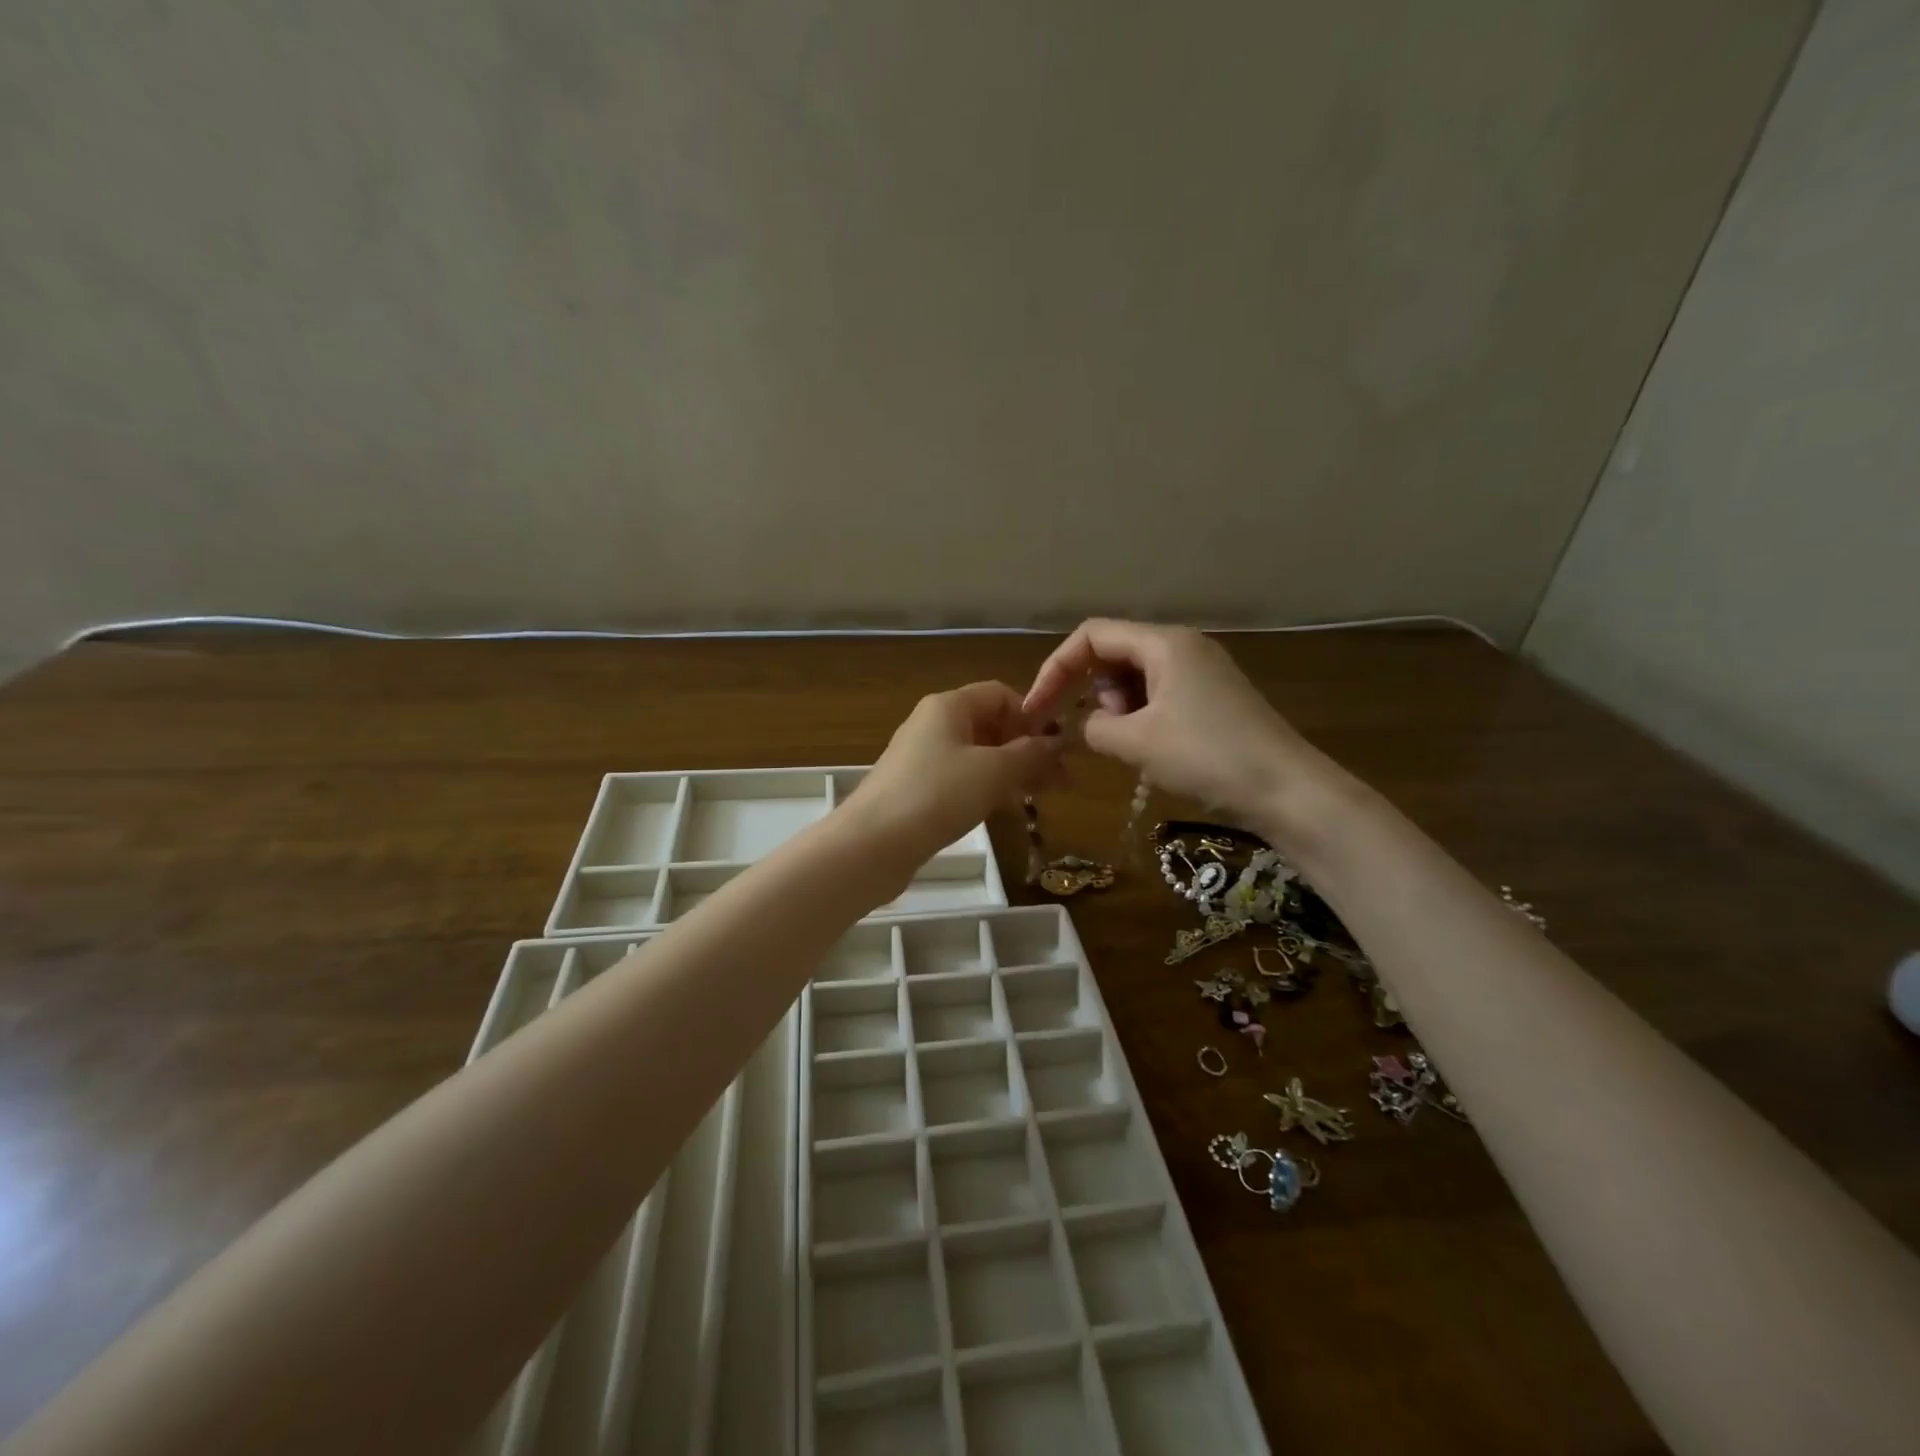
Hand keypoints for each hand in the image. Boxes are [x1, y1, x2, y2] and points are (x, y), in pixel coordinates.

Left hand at [845, 682, 1063, 865]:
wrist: (873, 843)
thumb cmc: (938, 795)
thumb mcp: (994, 771)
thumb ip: (1030, 754)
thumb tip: (1057, 742)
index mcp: (949, 706)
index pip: (1000, 694)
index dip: (1032, 716)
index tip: (1056, 748)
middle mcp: (934, 724)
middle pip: (990, 725)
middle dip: (1027, 749)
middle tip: (1060, 781)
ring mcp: (922, 758)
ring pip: (978, 755)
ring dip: (1011, 771)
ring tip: (1039, 797)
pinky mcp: (917, 789)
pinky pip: (961, 779)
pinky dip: (987, 789)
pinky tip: (1005, 810)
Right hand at [1023, 619, 1322, 830]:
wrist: (1287, 790)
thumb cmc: (1207, 756)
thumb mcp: (1137, 742)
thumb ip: (1094, 726)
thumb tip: (1085, 725)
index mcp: (1163, 643)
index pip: (1092, 635)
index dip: (1056, 667)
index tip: (1038, 708)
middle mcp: (1182, 647)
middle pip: (1113, 652)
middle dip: (1092, 689)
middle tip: (1101, 730)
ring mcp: (1201, 672)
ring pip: (1136, 677)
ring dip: (1118, 707)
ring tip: (1129, 743)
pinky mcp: (1212, 699)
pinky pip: (1159, 696)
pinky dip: (1141, 717)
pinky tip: (1150, 749)